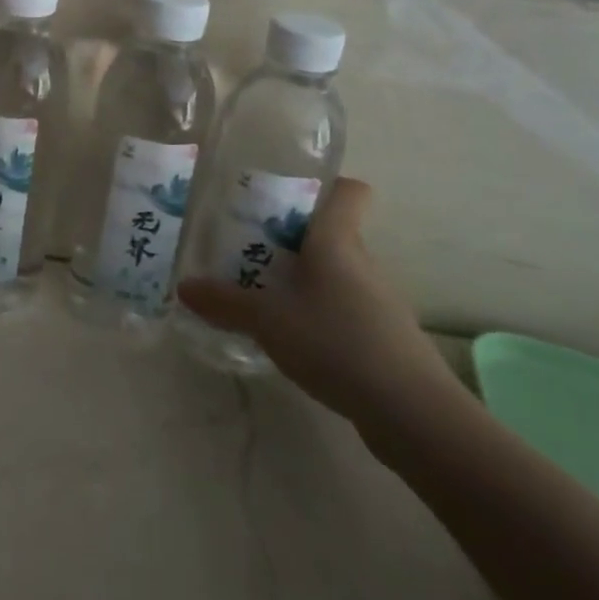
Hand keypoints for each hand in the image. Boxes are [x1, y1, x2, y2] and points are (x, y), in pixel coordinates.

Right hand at [177, 178, 462, 425]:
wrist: (414, 414)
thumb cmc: (337, 343)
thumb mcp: (268, 321)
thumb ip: (225, 303)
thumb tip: (184, 287)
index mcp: (336, 241)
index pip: (348, 191)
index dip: (323, 184)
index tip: (283, 193)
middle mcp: (361, 262)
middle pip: (330, 233)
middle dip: (290, 236)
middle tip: (248, 245)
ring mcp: (377, 302)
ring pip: (335, 273)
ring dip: (302, 277)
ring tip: (261, 293)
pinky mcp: (383, 337)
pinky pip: (343, 308)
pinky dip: (318, 313)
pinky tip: (291, 337)